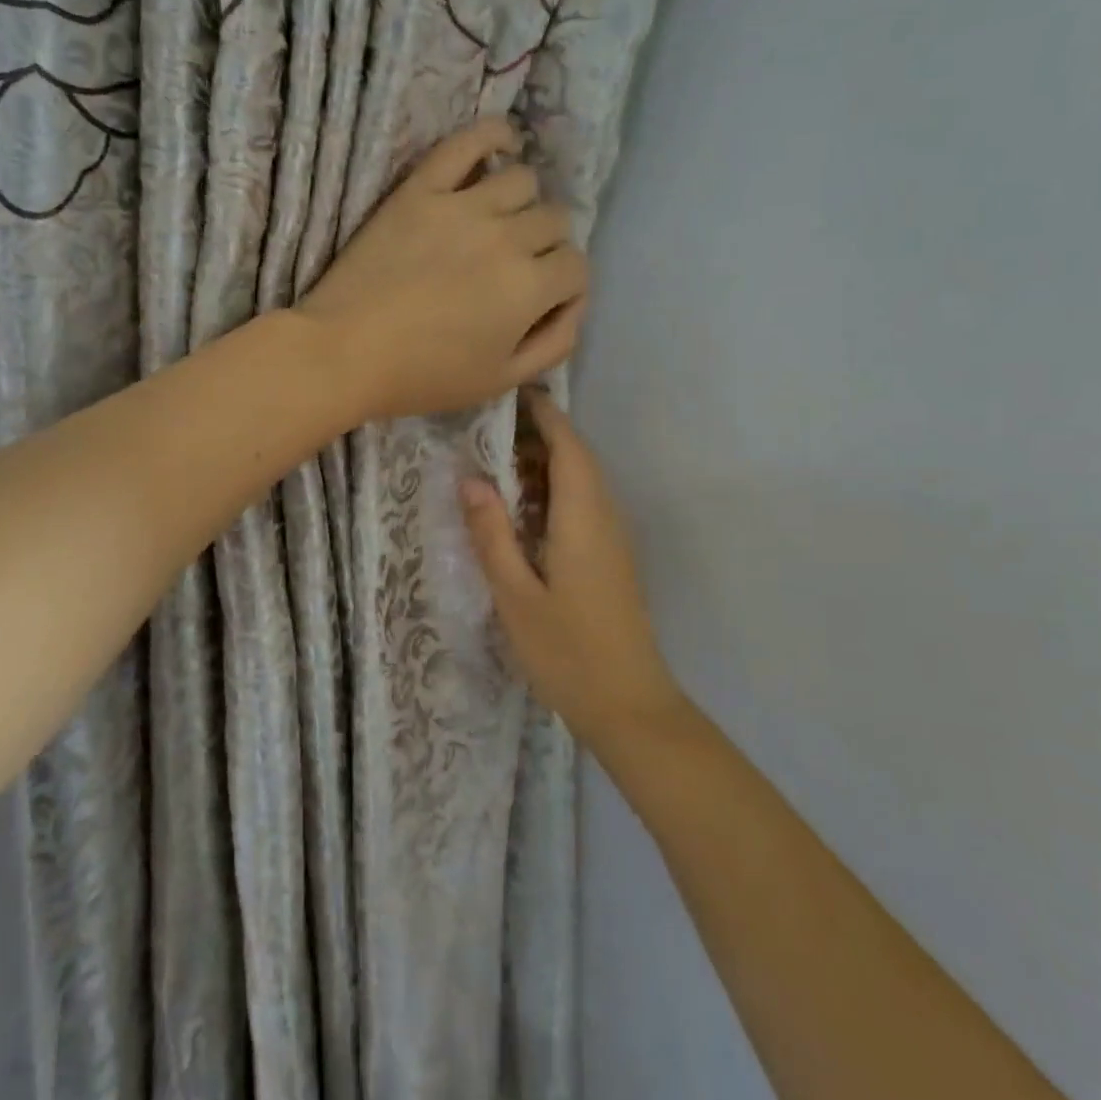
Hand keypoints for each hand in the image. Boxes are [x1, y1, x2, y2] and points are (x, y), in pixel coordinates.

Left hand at [298, 118, 587, 421]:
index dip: (565, 287)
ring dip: (522, 203)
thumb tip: (574, 305)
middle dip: (546, 247)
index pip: (576, 266)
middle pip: (555, 220)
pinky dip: (493, 136)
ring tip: (499, 223)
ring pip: (523, 180)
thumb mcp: (500, 381)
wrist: (344, 353)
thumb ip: (554, 344)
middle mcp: (507, 237)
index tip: (541, 301)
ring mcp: (463, 205)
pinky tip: (501, 145)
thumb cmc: (422, 376)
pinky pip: (468, 142)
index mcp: (529, 287)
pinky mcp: (421, 189)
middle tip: (515, 268)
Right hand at [461, 389, 684, 747]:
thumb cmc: (568, 651)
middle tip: (485, 430)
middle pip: (576, 457)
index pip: (567, 445)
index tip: (507, 393)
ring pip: (581, 481)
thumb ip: (492, 533)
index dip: (541, 414)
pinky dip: (553, 492)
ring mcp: (612, 538)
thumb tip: (470, 479)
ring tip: (496, 464)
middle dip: (537, 436)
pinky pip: (582, 505)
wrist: (630, 706)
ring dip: (544, 464)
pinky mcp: (610, 558)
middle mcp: (605, 516)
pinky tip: (521, 511)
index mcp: (583, 516)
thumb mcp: (515, 594)